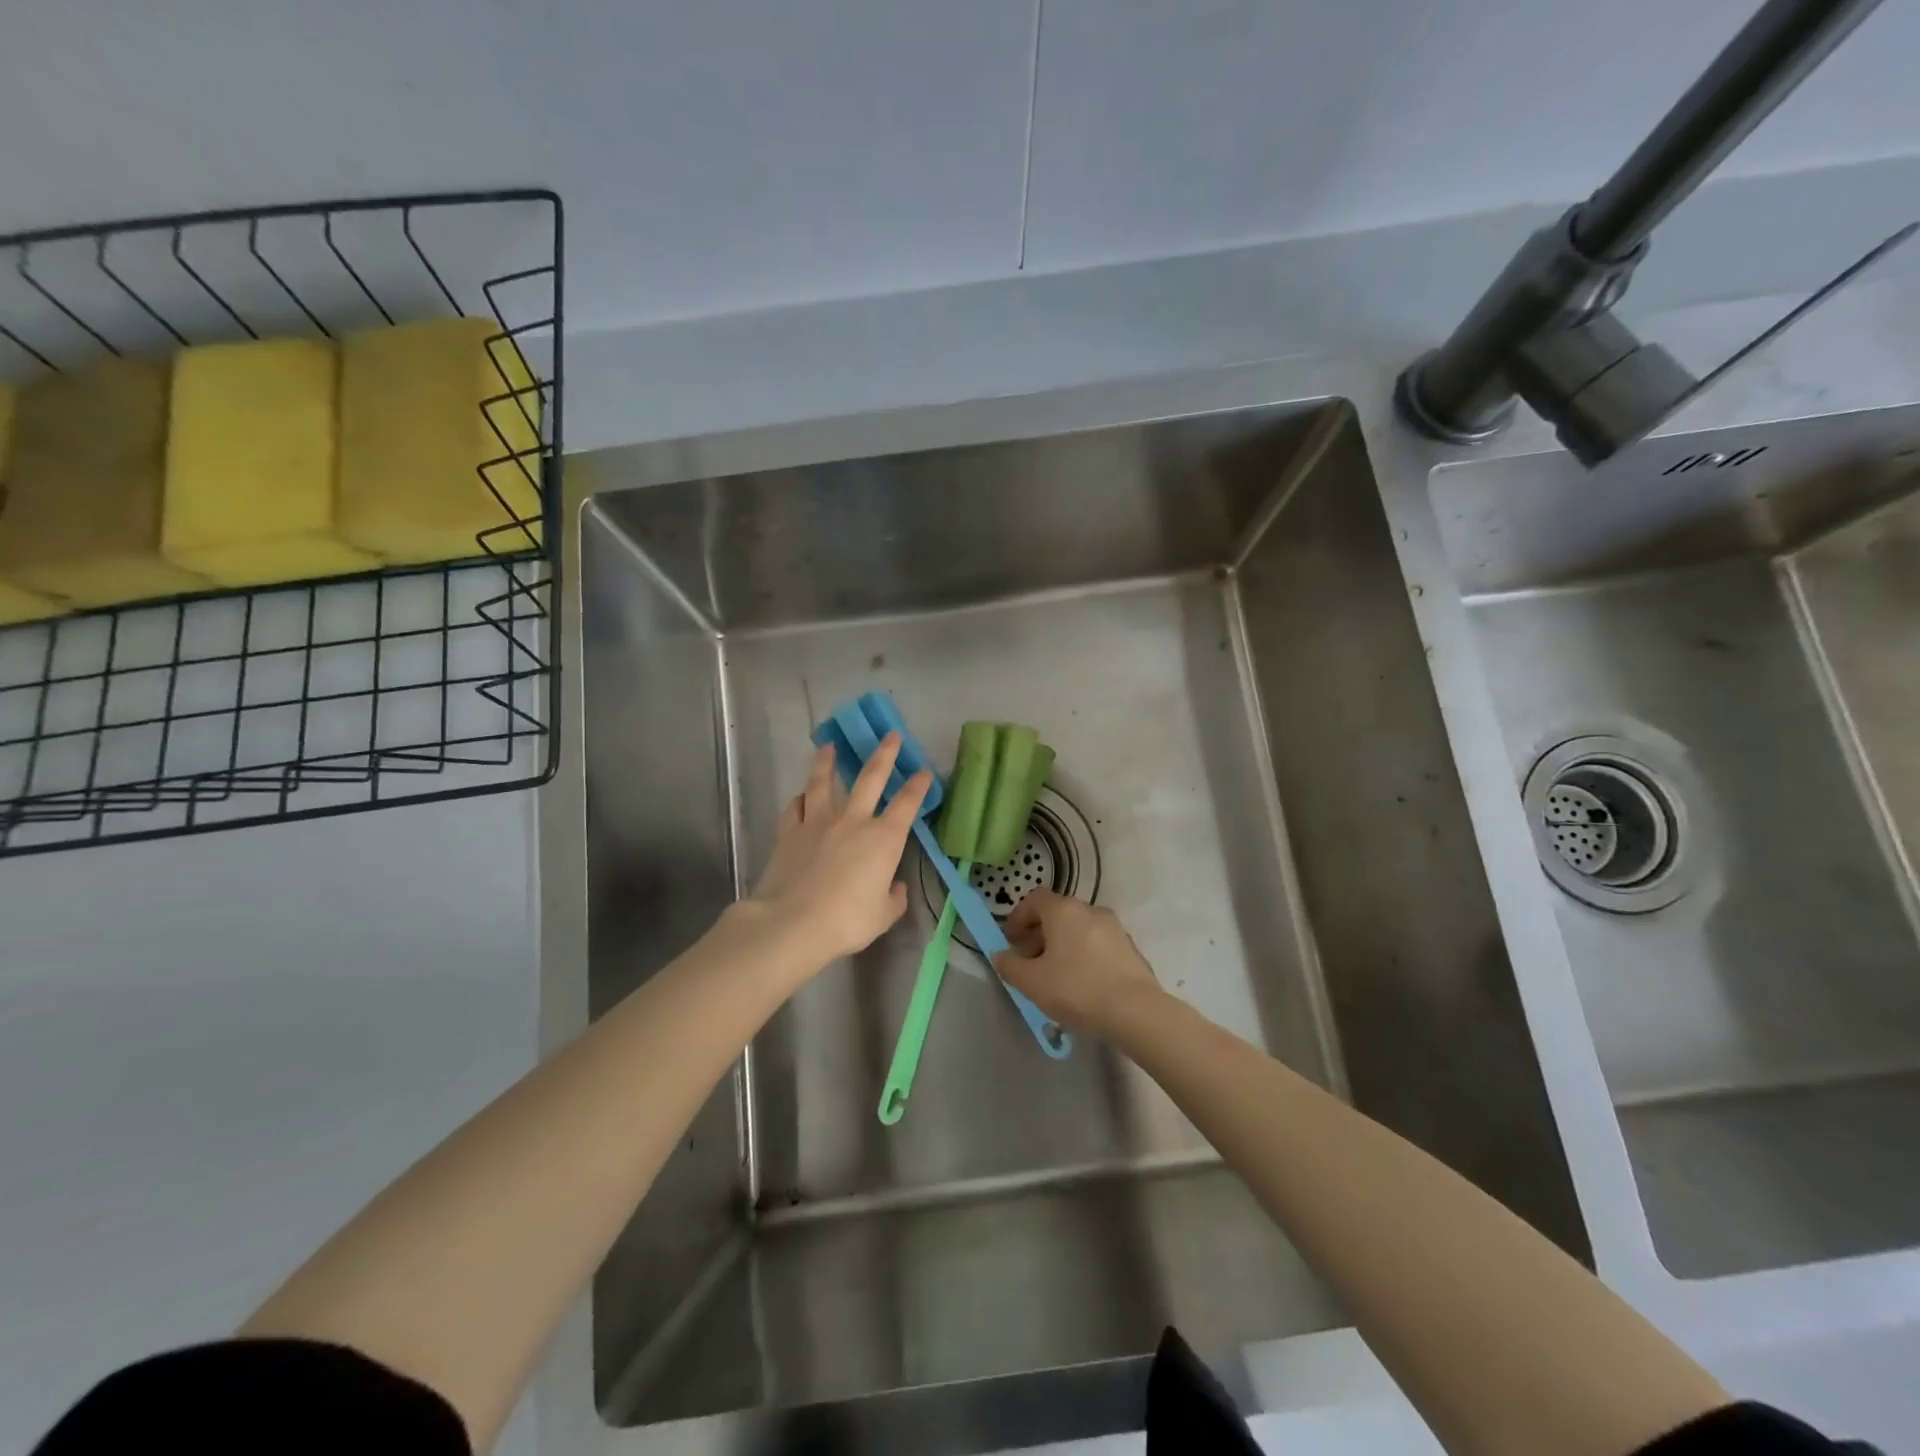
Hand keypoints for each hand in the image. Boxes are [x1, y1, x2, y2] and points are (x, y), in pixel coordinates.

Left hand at [748, 734, 930, 966]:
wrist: (793, 921)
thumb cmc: (847, 920)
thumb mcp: (884, 915)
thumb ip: (894, 898)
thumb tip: (896, 886)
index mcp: (883, 838)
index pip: (907, 803)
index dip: (918, 786)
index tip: (924, 771)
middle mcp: (853, 821)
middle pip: (871, 778)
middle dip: (884, 754)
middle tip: (890, 735)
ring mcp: (818, 822)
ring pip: (824, 782)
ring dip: (828, 762)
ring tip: (829, 746)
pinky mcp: (789, 832)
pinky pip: (795, 807)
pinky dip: (800, 799)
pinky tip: (801, 796)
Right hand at [993, 890, 1160, 1033]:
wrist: (1136, 1011)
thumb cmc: (1077, 989)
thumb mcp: (1032, 983)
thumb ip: (1010, 966)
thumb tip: (1000, 956)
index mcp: (1064, 910)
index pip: (1034, 899)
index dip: (1018, 917)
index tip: (1010, 942)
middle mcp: (1090, 910)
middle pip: (1057, 914)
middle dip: (1038, 934)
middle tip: (1029, 962)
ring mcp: (1114, 928)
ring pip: (1078, 929)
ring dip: (1061, 945)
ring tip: (1054, 976)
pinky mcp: (1130, 948)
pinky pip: (1097, 944)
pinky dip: (1083, 955)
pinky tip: (1082, 984)